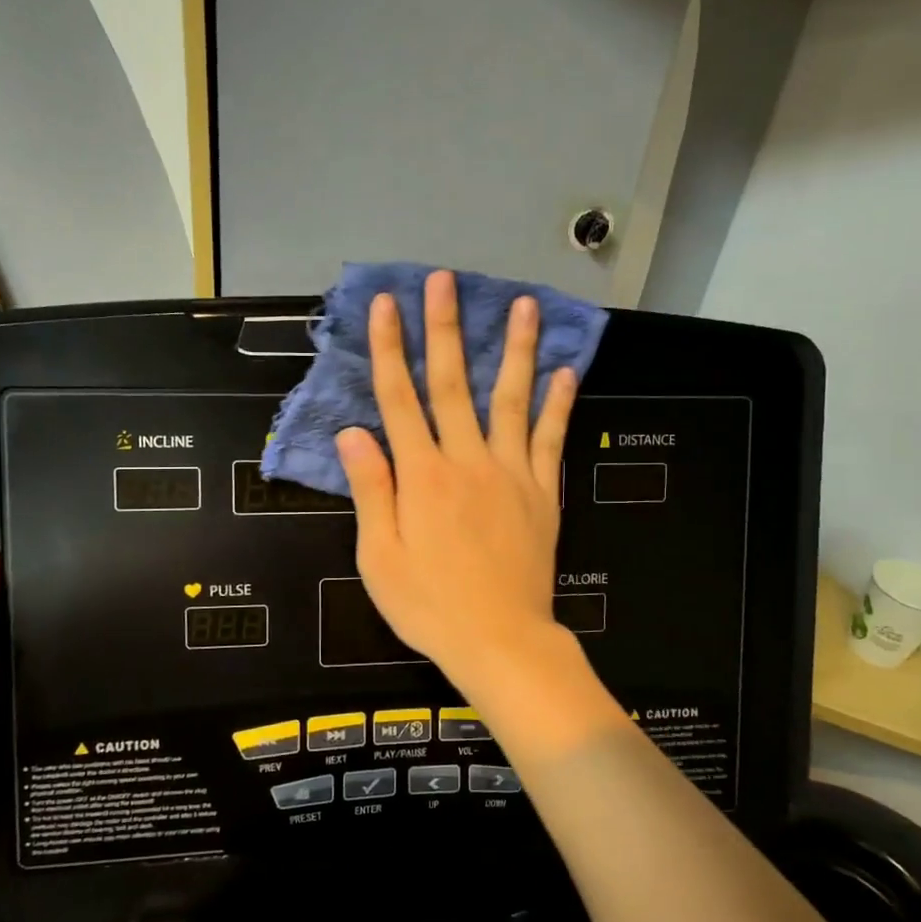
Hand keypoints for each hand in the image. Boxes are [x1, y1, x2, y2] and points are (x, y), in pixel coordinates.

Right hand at [335, 270, 576, 684]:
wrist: (501, 640)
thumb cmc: (430, 604)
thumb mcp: (379, 557)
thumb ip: (371, 490)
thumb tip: (354, 433)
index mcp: (422, 477)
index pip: (399, 400)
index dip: (389, 349)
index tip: (385, 305)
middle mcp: (467, 461)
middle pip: (453, 384)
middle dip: (445, 329)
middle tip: (445, 280)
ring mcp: (511, 473)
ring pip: (512, 399)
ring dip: (516, 349)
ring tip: (524, 304)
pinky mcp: (543, 492)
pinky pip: (551, 440)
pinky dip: (559, 405)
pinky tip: (566, 372)